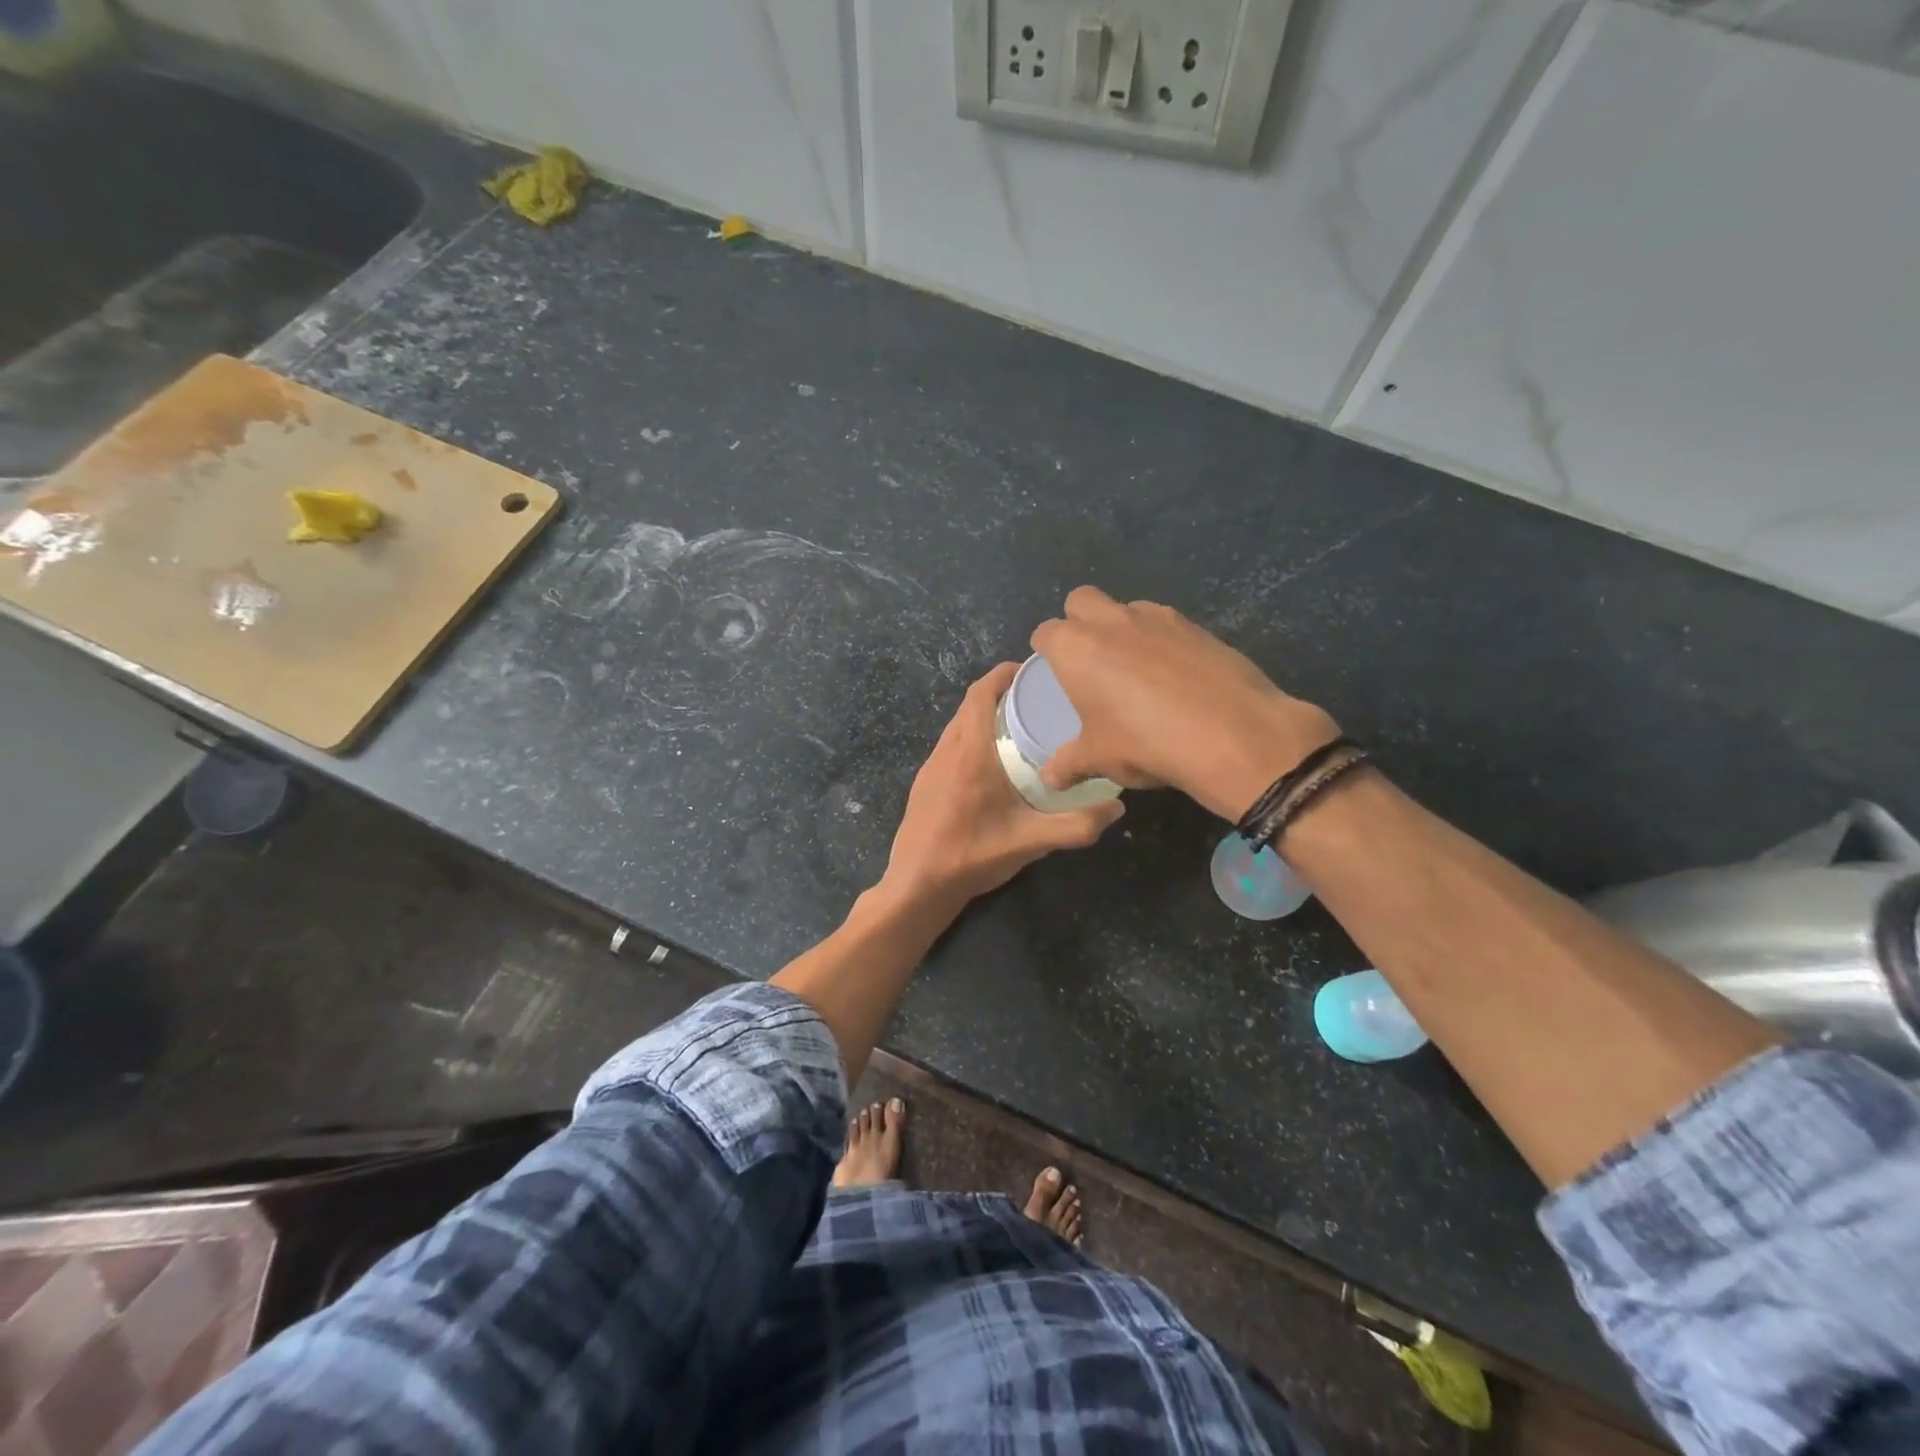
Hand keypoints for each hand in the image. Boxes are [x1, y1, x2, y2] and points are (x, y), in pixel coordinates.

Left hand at [882, 662, 1123, 907]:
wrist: (917, 886)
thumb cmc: (973, 856)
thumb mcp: (1031, 842)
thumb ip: (1076, 825)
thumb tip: (1117, 807)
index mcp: (970, 753)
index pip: (980, 694)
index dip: (1002, 674)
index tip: (1029, 669)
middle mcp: (946, 751)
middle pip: (969, 706)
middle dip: (998, 693)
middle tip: (1035, 699)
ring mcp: (930, 768)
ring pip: (956, 726)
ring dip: (982, 717)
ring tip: (1017, 727)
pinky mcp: (924, 785)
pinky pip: (949, 747)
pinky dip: (970, 738)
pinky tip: (991, 764)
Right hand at [1030, 587, 1339, 821]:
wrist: (1231, 734)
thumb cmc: (1145, 742)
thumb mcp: (1099, 759)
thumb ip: (1068, 764)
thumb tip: (1049, 778)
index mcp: (1076, 648)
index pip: (1045, 633)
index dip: (1047, 650)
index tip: (1055, 672)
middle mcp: (1111, 621)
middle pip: (1081, 601)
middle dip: (1079, 621)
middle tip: (1090, 661)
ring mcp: (1157, 617)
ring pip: (1126, 607)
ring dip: (1121, 627)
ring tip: (1134, 669)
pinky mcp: (1196, 626)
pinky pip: (1165, 623)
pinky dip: (1160, 640)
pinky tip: (1174, 676)